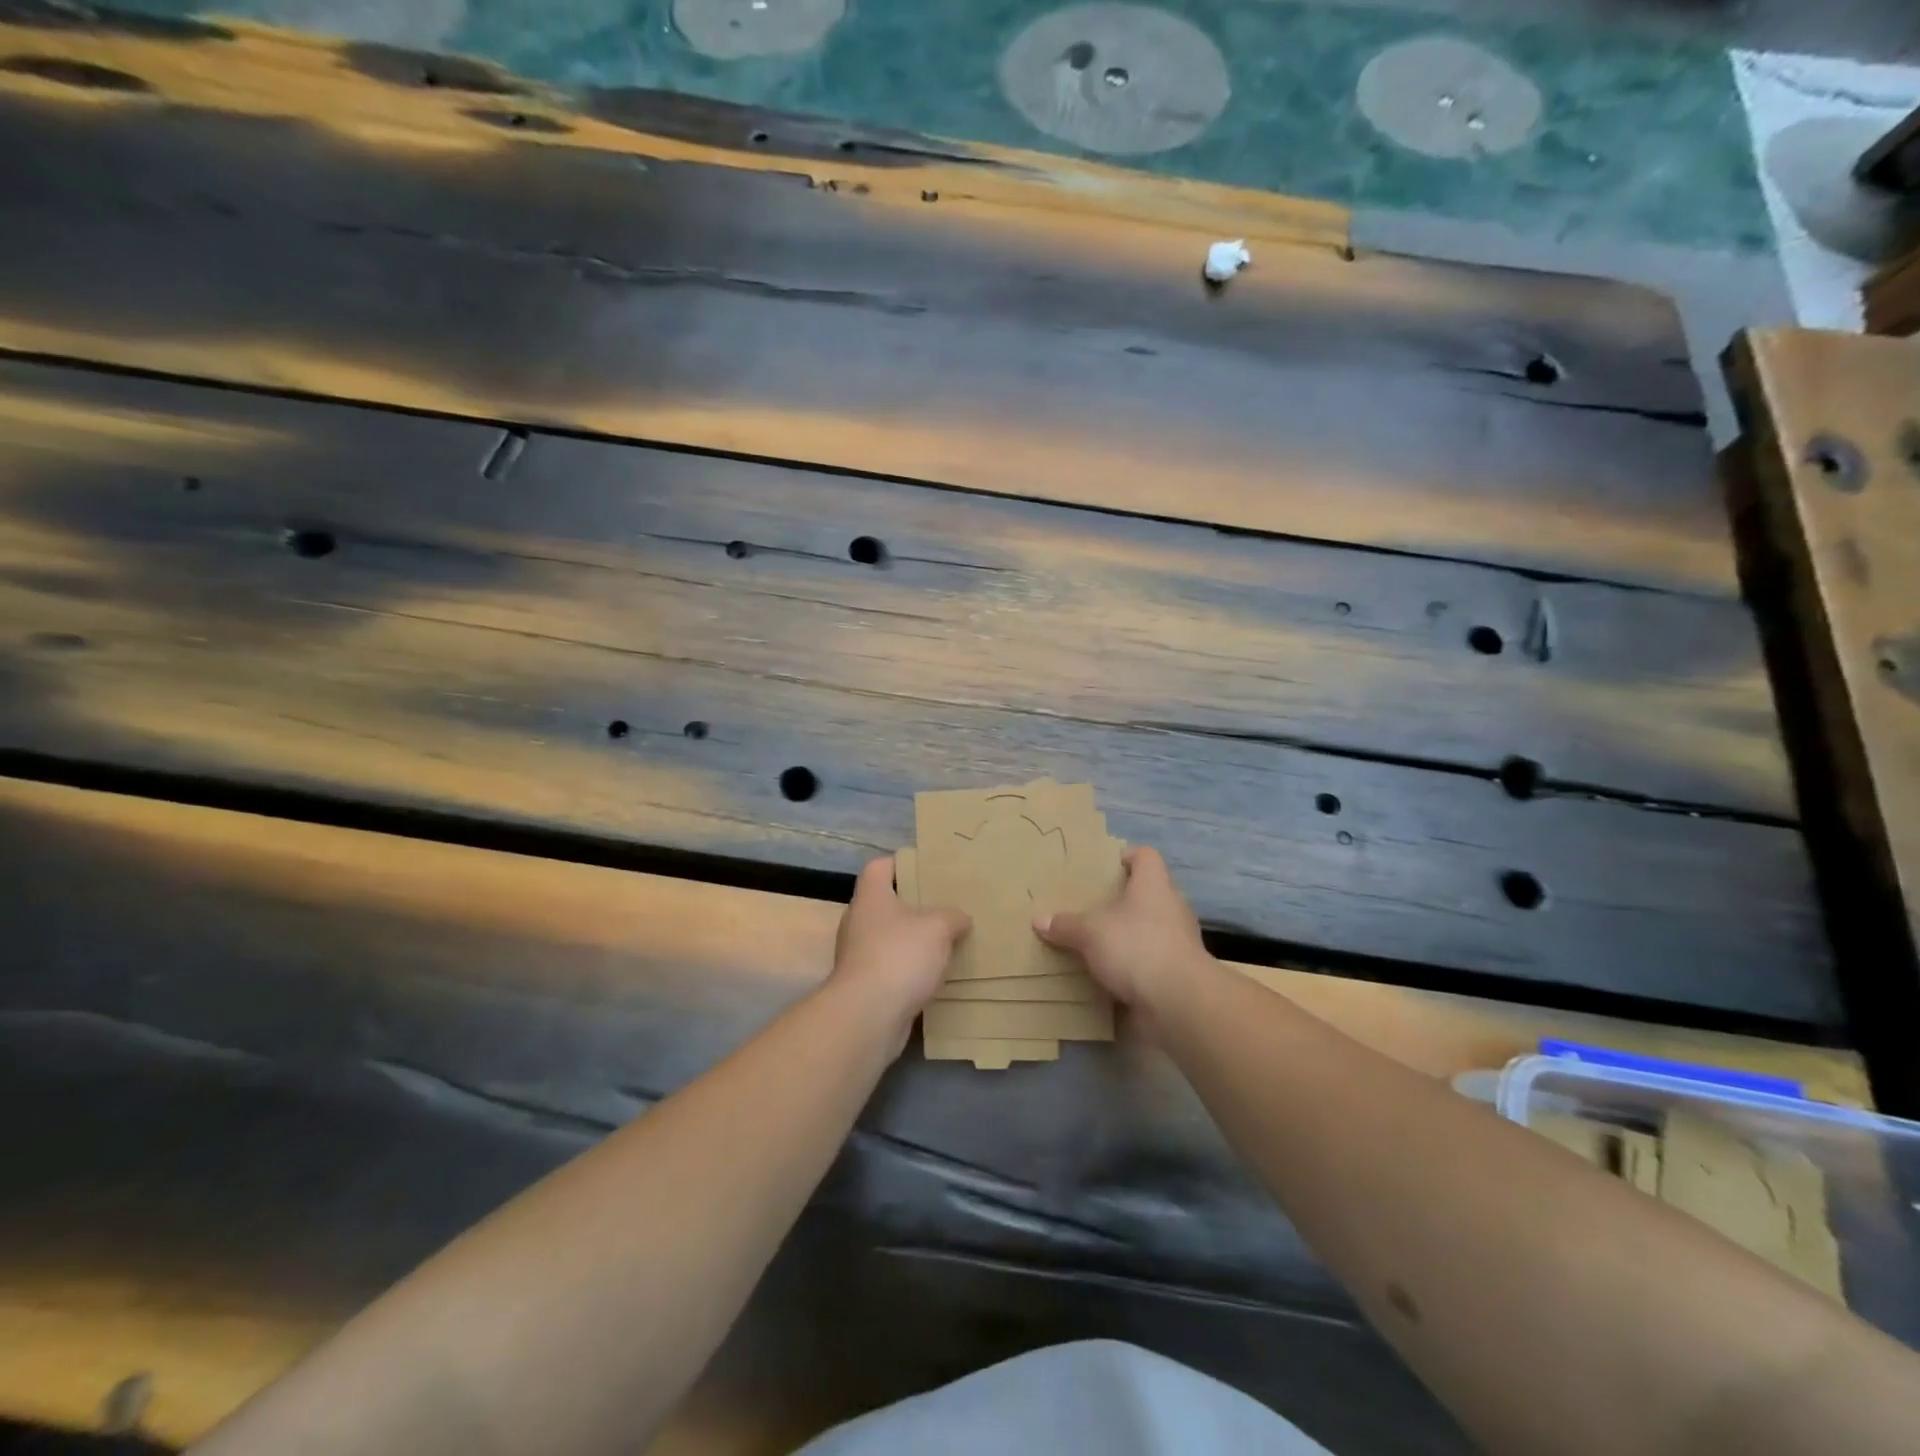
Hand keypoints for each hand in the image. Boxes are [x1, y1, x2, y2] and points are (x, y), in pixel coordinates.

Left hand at [831, 857, 970, 1045]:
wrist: (868, 1016)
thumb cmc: (900, 956)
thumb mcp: (938, 927)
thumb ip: (952, 917)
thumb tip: (961, 918)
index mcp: (871, 897)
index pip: (879, 867)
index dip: (900, 862)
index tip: (926, 867)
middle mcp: (859, 922)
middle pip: (886, 903)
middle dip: (914, 905)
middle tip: (945, 906)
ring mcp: (858, 955)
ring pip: (890, 938)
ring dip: (913, 941)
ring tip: (945, 942)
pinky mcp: (865, 985)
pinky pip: (891, 968)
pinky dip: (909, 969)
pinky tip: (934, 975)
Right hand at [1034, 846, 1212, 1013]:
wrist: (1178, 1002)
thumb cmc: (1136, 947)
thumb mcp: (1090, 933)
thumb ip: (1066, 925)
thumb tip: (1039, 920)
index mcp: (1154, 885)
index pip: (1146, 856)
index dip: (1128, 856)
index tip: (1107, 866)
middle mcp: (1172, 908)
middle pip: (1150, 893)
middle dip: (1125, 900)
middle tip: (1095, 907)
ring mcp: (1180, 942)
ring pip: (1153, 928)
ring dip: (1131, 935)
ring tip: (1101, 943)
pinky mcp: (1180, 973)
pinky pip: (1154, 961)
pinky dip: (1136, 965)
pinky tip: (1113, 975)